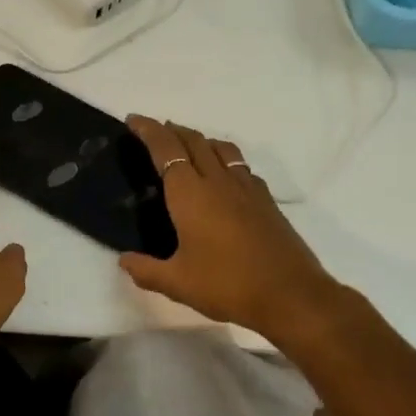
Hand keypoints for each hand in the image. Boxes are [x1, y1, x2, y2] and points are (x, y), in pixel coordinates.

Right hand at [120, 115, 347, 342]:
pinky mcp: (266, 200)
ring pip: (221, 148)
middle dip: (172, 130)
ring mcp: (246, 188)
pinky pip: (241, 166)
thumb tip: (124, 261)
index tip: (133, 120)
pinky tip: (224, 177)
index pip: (166, 149)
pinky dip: (225, 159)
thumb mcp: (177, 284)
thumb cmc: (227, 285)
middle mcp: (218, 181)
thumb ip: (146, 270)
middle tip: (155, 131)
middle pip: (194, 141)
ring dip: (200, 140)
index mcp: (190, 193)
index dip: (148, 130)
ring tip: (188, 147)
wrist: (291, 295)